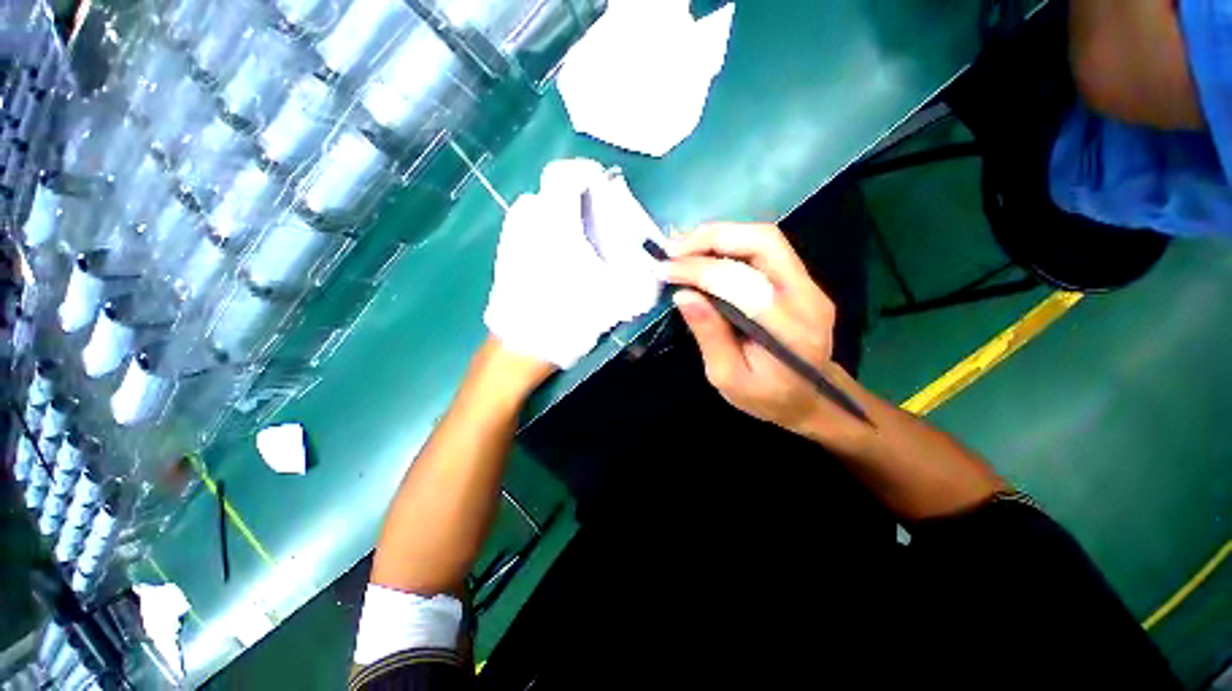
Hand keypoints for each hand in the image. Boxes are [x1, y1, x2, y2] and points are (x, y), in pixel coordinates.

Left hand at [483, 159, 661, 369]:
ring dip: (557, 216)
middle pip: (550, 191)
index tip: (601, 184)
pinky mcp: (503, 256)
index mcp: (555, 223)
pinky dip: (542, 233)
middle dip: (573, 199)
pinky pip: (525, 230)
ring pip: (535, 210)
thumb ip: (638, 279)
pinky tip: (556, 259)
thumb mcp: (614, 299)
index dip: (584, 171)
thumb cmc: (568, 316)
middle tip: (595, 220)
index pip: (563, 173)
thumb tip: (654, 270)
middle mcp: (529, 222)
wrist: (521, 347)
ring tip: (577, 241)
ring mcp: (511, 239)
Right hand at [666, 223, 851, 438]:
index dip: (699, 271)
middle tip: (672, 250)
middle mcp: (807, 296)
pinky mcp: (799, 280)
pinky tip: (702, 255)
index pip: (742, 283)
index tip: (665, 271)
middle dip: (711, 239)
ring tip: (681, 250)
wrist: (809, 398)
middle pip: (763, 242)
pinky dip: (727, 246)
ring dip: (718, 237)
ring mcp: (808, 284)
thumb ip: (709, 336)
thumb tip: (683, 295)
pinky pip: (762, 250)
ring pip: (763, 239)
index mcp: (789, 329)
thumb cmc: (766, 397)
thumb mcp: (728, 378)